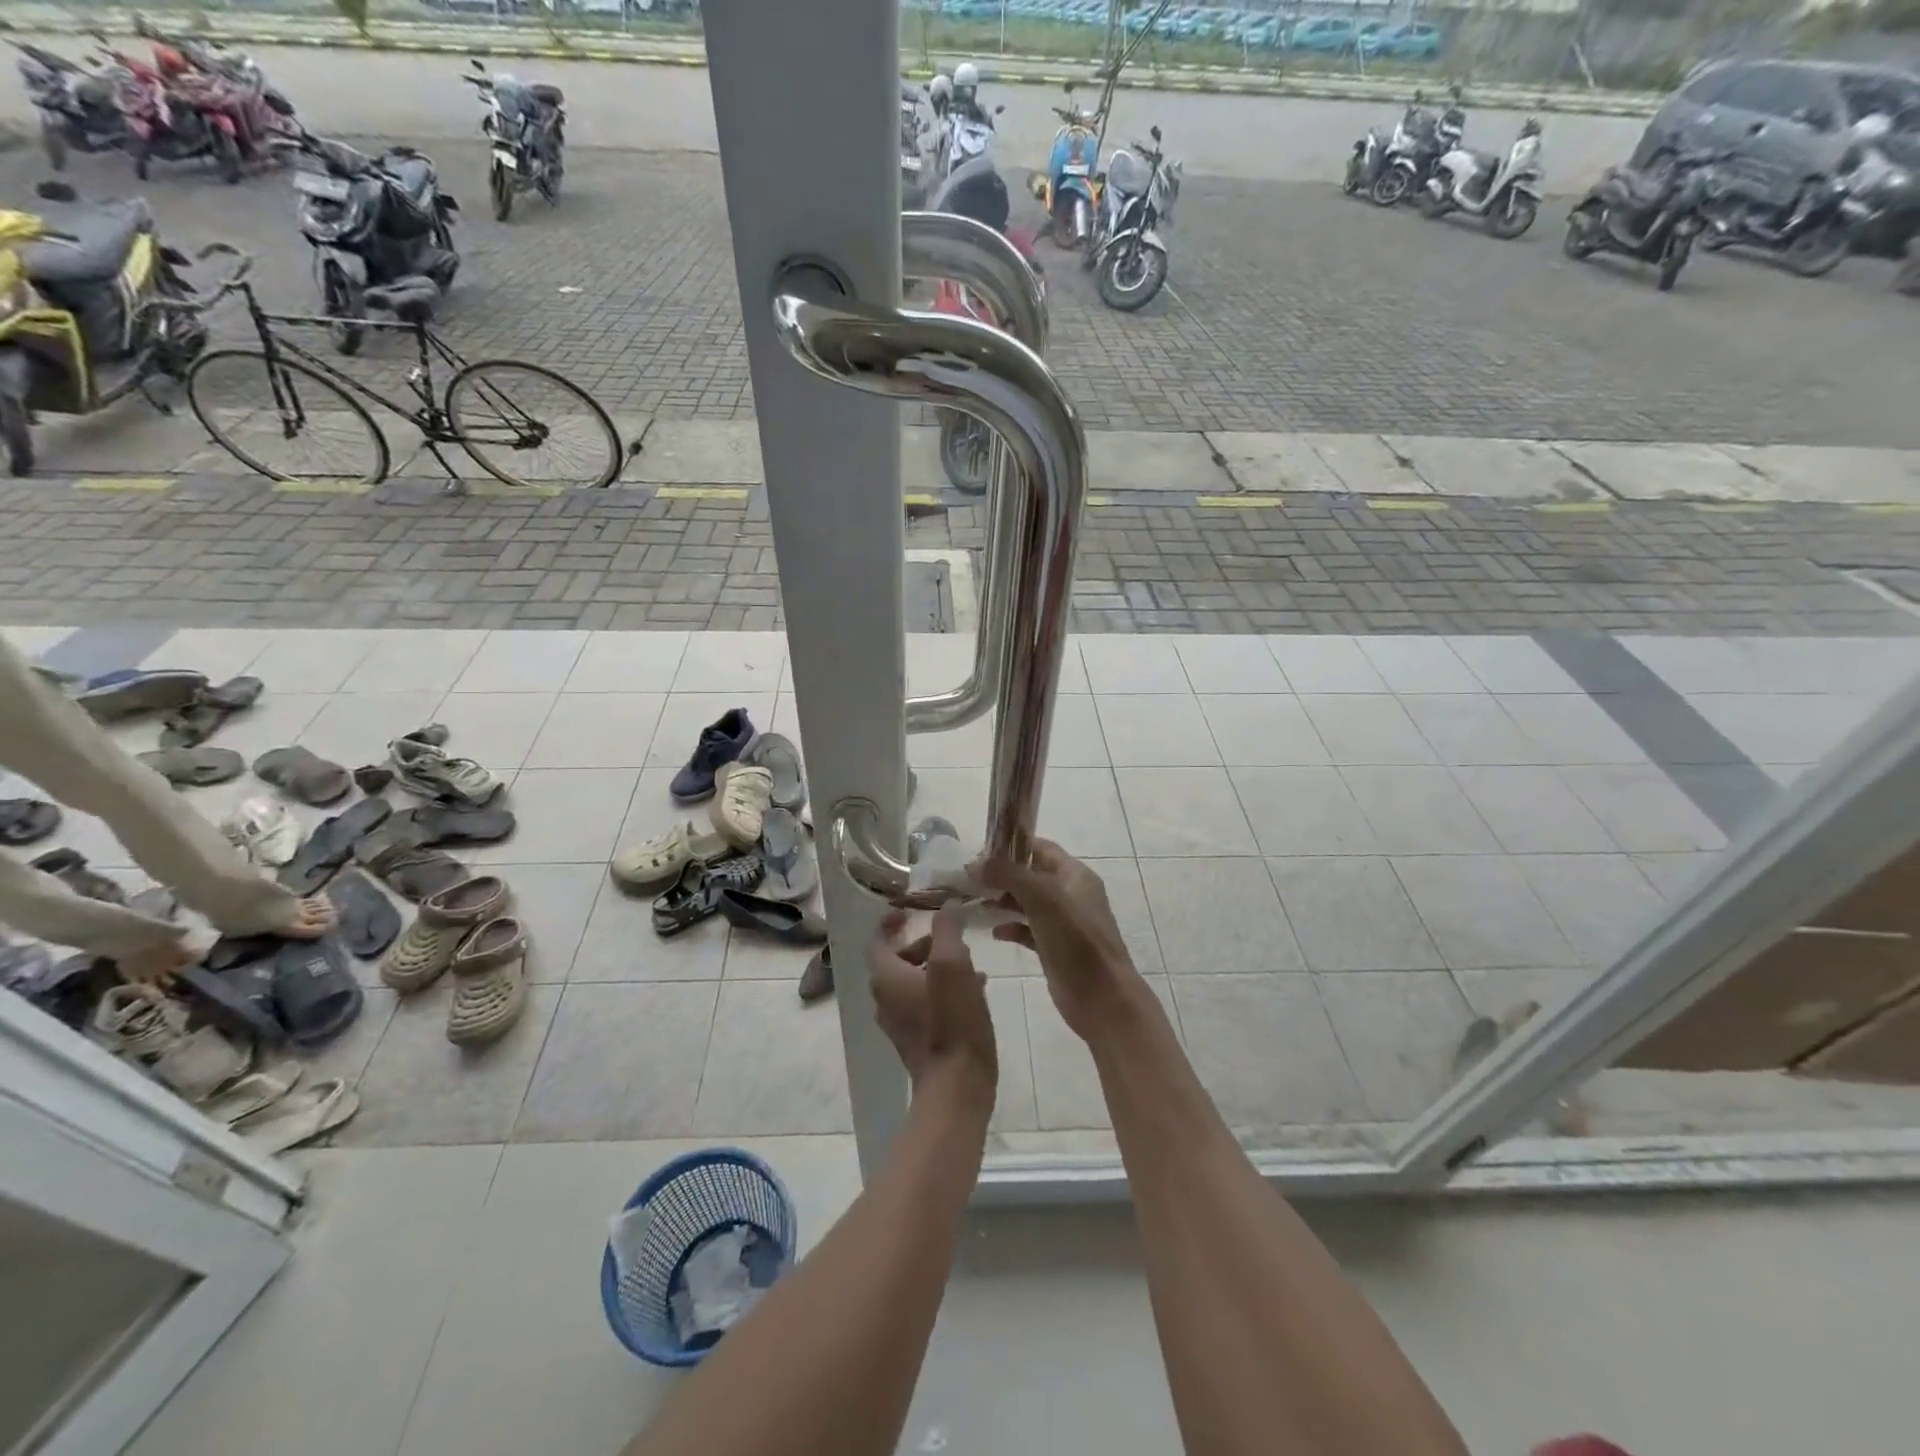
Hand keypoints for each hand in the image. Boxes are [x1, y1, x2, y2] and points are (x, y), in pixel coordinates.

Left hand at [868, 905, 996, 1108]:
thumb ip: (947, 930)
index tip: (909, 910)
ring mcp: (900, 1024)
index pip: (878, 941)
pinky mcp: (917, 1042)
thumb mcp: (952, 964)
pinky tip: (975, 992)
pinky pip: (925, 1005)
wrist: (957, 1086)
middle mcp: (885, 1000)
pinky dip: (942, 990)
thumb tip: (945, 908)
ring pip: (914, 983)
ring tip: (972, 962)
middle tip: (952, 937)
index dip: (890, 922)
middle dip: (923, 944)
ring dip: (937, 967)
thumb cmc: (951, 1020)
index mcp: (886, 978)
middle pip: (897, 962)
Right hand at [974, 839, 1141, 1041]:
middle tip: (970, 881)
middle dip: (1002, 875)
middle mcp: (1070, 894)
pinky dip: (1011, 928)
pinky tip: (995, 933)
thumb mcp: (1043, 899)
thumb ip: (1009, 875)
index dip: (1011, 847)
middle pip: (1031, 875)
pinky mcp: (1055, 949)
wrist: (1103, 998)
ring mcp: (1063, 923)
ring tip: (976, 904)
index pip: (1040, 848)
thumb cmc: (1076, 941)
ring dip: (1003, 901)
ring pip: (1028, 903)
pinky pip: (1028, 930)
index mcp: (1074, 875)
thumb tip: (974, 864)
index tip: (979, 853)